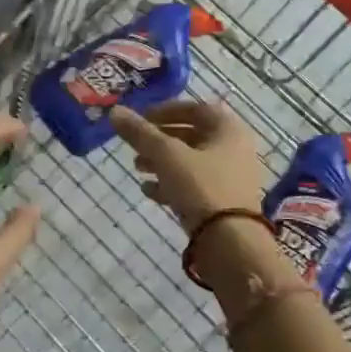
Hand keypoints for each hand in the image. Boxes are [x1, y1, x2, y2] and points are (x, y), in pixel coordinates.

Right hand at [110, 100, 270, 231]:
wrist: (230, 242)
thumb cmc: (201, 187)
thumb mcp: (166, 155)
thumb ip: (140, 133)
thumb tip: (115, 111)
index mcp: (229, 130)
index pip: (196, 108)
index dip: (166, 110)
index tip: (141, 119)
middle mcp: (235, 149)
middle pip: (192, 136)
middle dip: (160, 140)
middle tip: (136, 146)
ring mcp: (230, 178)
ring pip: (190, 162)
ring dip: (162, 162)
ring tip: (137, 168)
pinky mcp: (223, 202)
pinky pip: (194, 185)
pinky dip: (171, 183)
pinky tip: (149, 191)